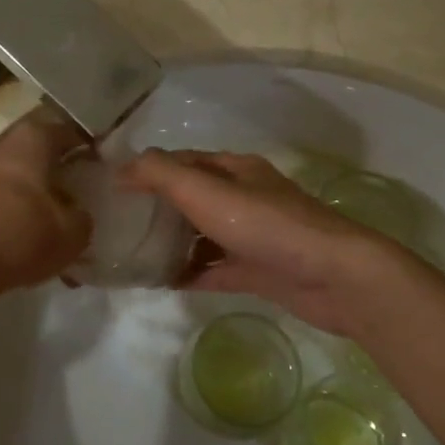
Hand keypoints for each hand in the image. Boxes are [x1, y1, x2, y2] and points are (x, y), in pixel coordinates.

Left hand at [0, 108, 91, 300]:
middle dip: (66, 170)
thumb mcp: (72, 234)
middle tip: (87, 193)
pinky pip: (5, 197)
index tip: (109, 167)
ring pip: (24, 175)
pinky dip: (22, 213)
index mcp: (33, 139)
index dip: (94, 147)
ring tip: (62, 224)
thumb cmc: (19, 237)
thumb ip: (85, 217)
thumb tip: (80, 213)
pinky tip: (34, 241)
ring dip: (43, 195)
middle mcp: (4, 144)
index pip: (72, 130)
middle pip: (45, 150)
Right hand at [119, 150, 408, 337]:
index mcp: (234, 170)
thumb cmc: (266, 225)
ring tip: (131, 255)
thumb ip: (161, 175)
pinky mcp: (257, 270)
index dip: (148, 170)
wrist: (334, 276)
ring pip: (201, 234)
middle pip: (191, 197)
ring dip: (171, 242)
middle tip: (116, 224)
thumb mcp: (207, 191)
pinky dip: (190, 272)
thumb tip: (122, 168)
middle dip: (156, 207)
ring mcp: (251, 235)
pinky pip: (214, 268)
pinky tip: (162, 282)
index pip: (182, 162)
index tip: (111, 187)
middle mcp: (243, 197)